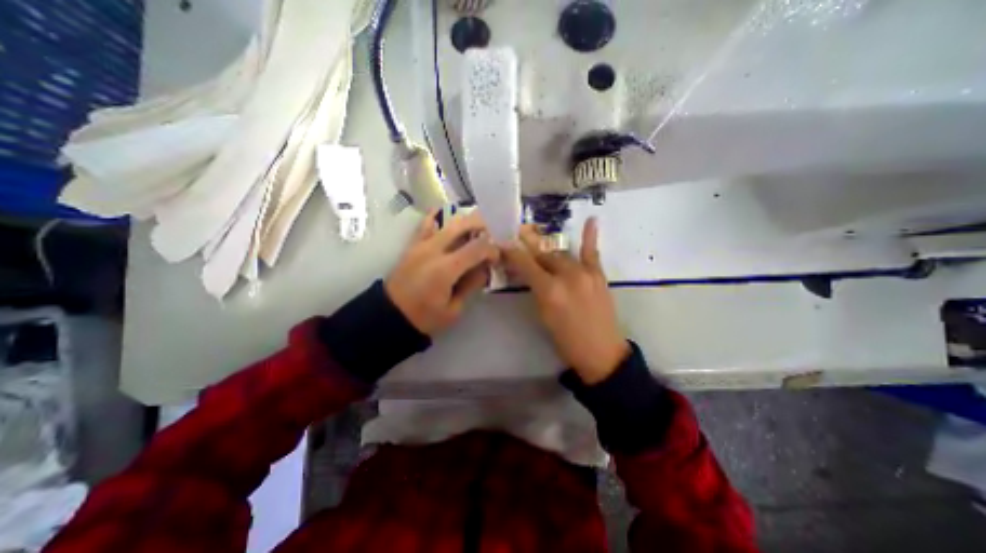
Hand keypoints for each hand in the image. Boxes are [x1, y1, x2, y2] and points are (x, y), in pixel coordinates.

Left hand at [382, 209, 496, 335]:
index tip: (496, 258)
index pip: (477, 247)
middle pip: (463, 224)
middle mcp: (433, 249)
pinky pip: (427, 224)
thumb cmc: (424, 317)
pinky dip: (439, 217)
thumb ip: (471, 285)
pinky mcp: (413, 245)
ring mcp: (421, 244)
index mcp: (446, 269)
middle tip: (492, 235)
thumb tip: (484, 268)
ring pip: (448, 221)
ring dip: (466, 221)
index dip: (492, 249)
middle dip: (482, 225)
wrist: (390, 315)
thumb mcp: (454, 309)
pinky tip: (447, 217)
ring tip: (476, 230)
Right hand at [502, 218, 631, 381]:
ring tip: (537, 245)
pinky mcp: (599, 275)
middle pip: (543, 256)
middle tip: (518, 244)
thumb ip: (534, 289)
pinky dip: (590, 236)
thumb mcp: (543, 315)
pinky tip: (591, 220)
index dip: (512, 252)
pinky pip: (592, 253)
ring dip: (548, 252)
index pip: (526, 263)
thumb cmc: (565, 340)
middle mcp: (567, 276)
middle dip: (528, 250)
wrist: (601, 353)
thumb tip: (524, 273)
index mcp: (549, 290)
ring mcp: (585, 273)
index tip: (502, 243)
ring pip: (561, 254)